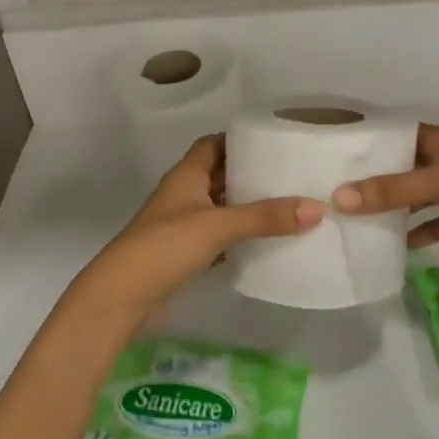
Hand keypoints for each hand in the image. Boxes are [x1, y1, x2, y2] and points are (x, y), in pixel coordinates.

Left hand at [69, 136, 322, 332]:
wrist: (121, 298)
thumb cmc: (164, 247)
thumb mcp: (217, 226)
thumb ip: (265, 217)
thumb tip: (317, 207)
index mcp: (186, 174)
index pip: (214, 144)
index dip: (240, 140)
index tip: (275, 141)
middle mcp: (185, 194)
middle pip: (221, 174)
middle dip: (252, 174)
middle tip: (293, 174)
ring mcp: (183, 224)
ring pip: (222, 207)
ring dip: (248, 207)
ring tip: (290, 205)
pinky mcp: (185, 253)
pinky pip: (219, 236)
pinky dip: (240, 237)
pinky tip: (267, 242)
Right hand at [332, 123, 438, 257]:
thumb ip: (393, 190)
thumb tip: (339, 198)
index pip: (396, 136)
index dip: (369, 145)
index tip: (334, 157)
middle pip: (404, 168)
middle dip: (376, 181)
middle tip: (336, 195)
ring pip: (420, 197)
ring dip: (397, 209)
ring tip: (359, 222)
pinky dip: (422, 233)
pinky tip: (399, 247)